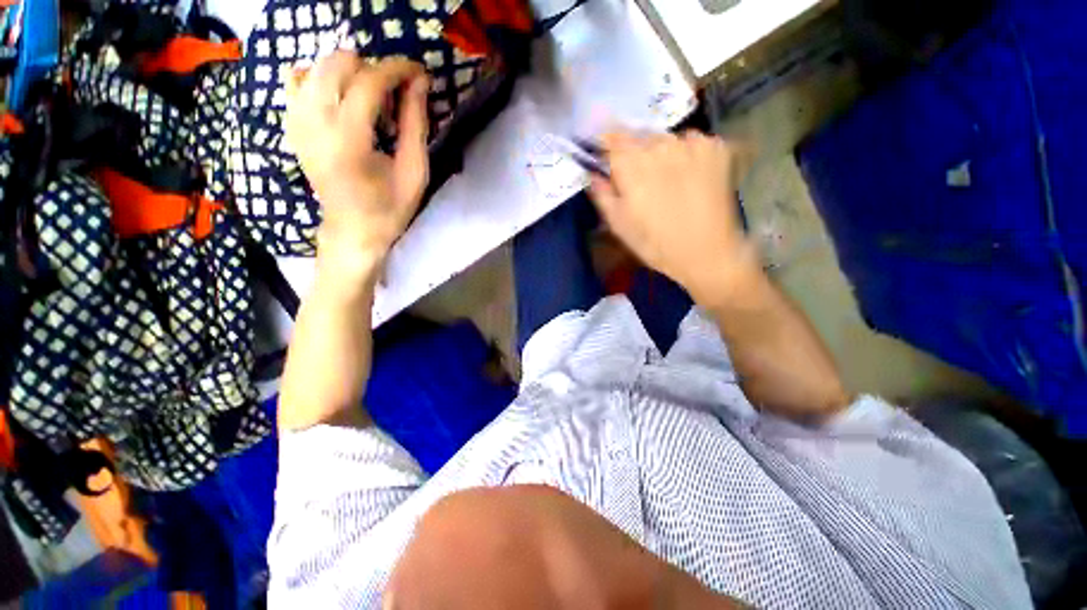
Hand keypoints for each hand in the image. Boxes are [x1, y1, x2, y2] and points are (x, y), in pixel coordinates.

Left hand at [284, 52, 429, 268]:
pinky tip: (342, 101)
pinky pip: (298, 81)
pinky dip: (322, 80)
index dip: (396, 69)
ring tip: (370, 102)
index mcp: (348, 141)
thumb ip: (415, 124)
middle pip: (338, 64)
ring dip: (350, 74)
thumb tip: (419, 82)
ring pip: (317, 67)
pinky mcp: (291, 125)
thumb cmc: (390, 208)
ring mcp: (296, 122)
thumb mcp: (414, 172)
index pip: (368, 82)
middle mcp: (314, 124)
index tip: (418, 72)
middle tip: (395, 95)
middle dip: (373, 69)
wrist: (352, 230)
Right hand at [590, 131, 755, 301]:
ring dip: (661, 153)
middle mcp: (660, 145)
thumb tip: (592, 173)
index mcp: (632, 165)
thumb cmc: (654, 243)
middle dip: (634, 151)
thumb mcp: (619, 225)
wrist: (706, 253)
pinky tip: (690, 176)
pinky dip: (686, 154)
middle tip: (639, 176)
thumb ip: (602, 194)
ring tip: (667, 179)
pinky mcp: (716, 147)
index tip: (604, 151)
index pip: (611, 136)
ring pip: (666, 139)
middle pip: (639, 136)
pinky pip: (692, 141)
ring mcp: (691, 143)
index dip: (606, 141)